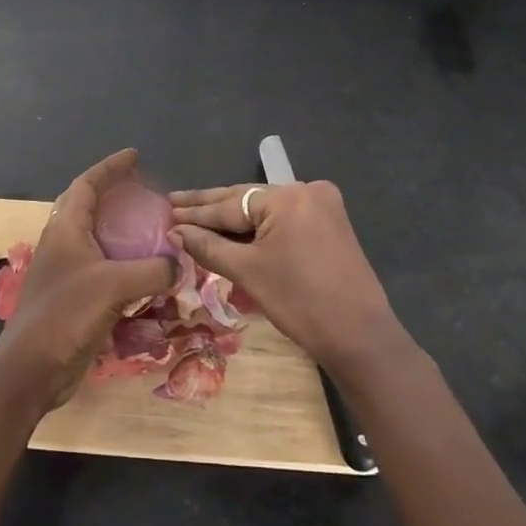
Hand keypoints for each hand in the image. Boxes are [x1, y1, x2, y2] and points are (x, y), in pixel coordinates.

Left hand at [0, 149, 176, 410]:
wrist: (32, 369)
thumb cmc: (65, 316)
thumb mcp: (113, 286)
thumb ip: (151, 270)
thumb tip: (178, 265)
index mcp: (65, 229)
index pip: (87, 185)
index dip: (110, 168)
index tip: (135, 156)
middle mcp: (63, 244)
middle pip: (89, 207)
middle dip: (115, 195)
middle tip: (145, 192)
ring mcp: (67, 272)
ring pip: (97, 239)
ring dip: (121, 230)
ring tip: (151, 229)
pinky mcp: (74, 298)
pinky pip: (104, 269)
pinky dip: (125, 264)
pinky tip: (146, 274)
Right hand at [169, 179, 409, 379]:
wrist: (359, 336)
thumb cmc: (299, 302)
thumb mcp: (247, 272)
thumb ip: (208, 246)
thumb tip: (175, 231)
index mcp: (287, 196)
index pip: (229, 204)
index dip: (195, 212)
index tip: (165, 210)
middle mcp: (307, 190)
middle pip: (247, 200)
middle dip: (211, 207)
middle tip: (174, 203)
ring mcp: (323, 205)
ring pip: (265, 210)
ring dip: (233, 218)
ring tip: (195, 216)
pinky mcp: (331, 223)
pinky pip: (284, 220)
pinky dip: (259, 227)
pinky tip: (233, 230)